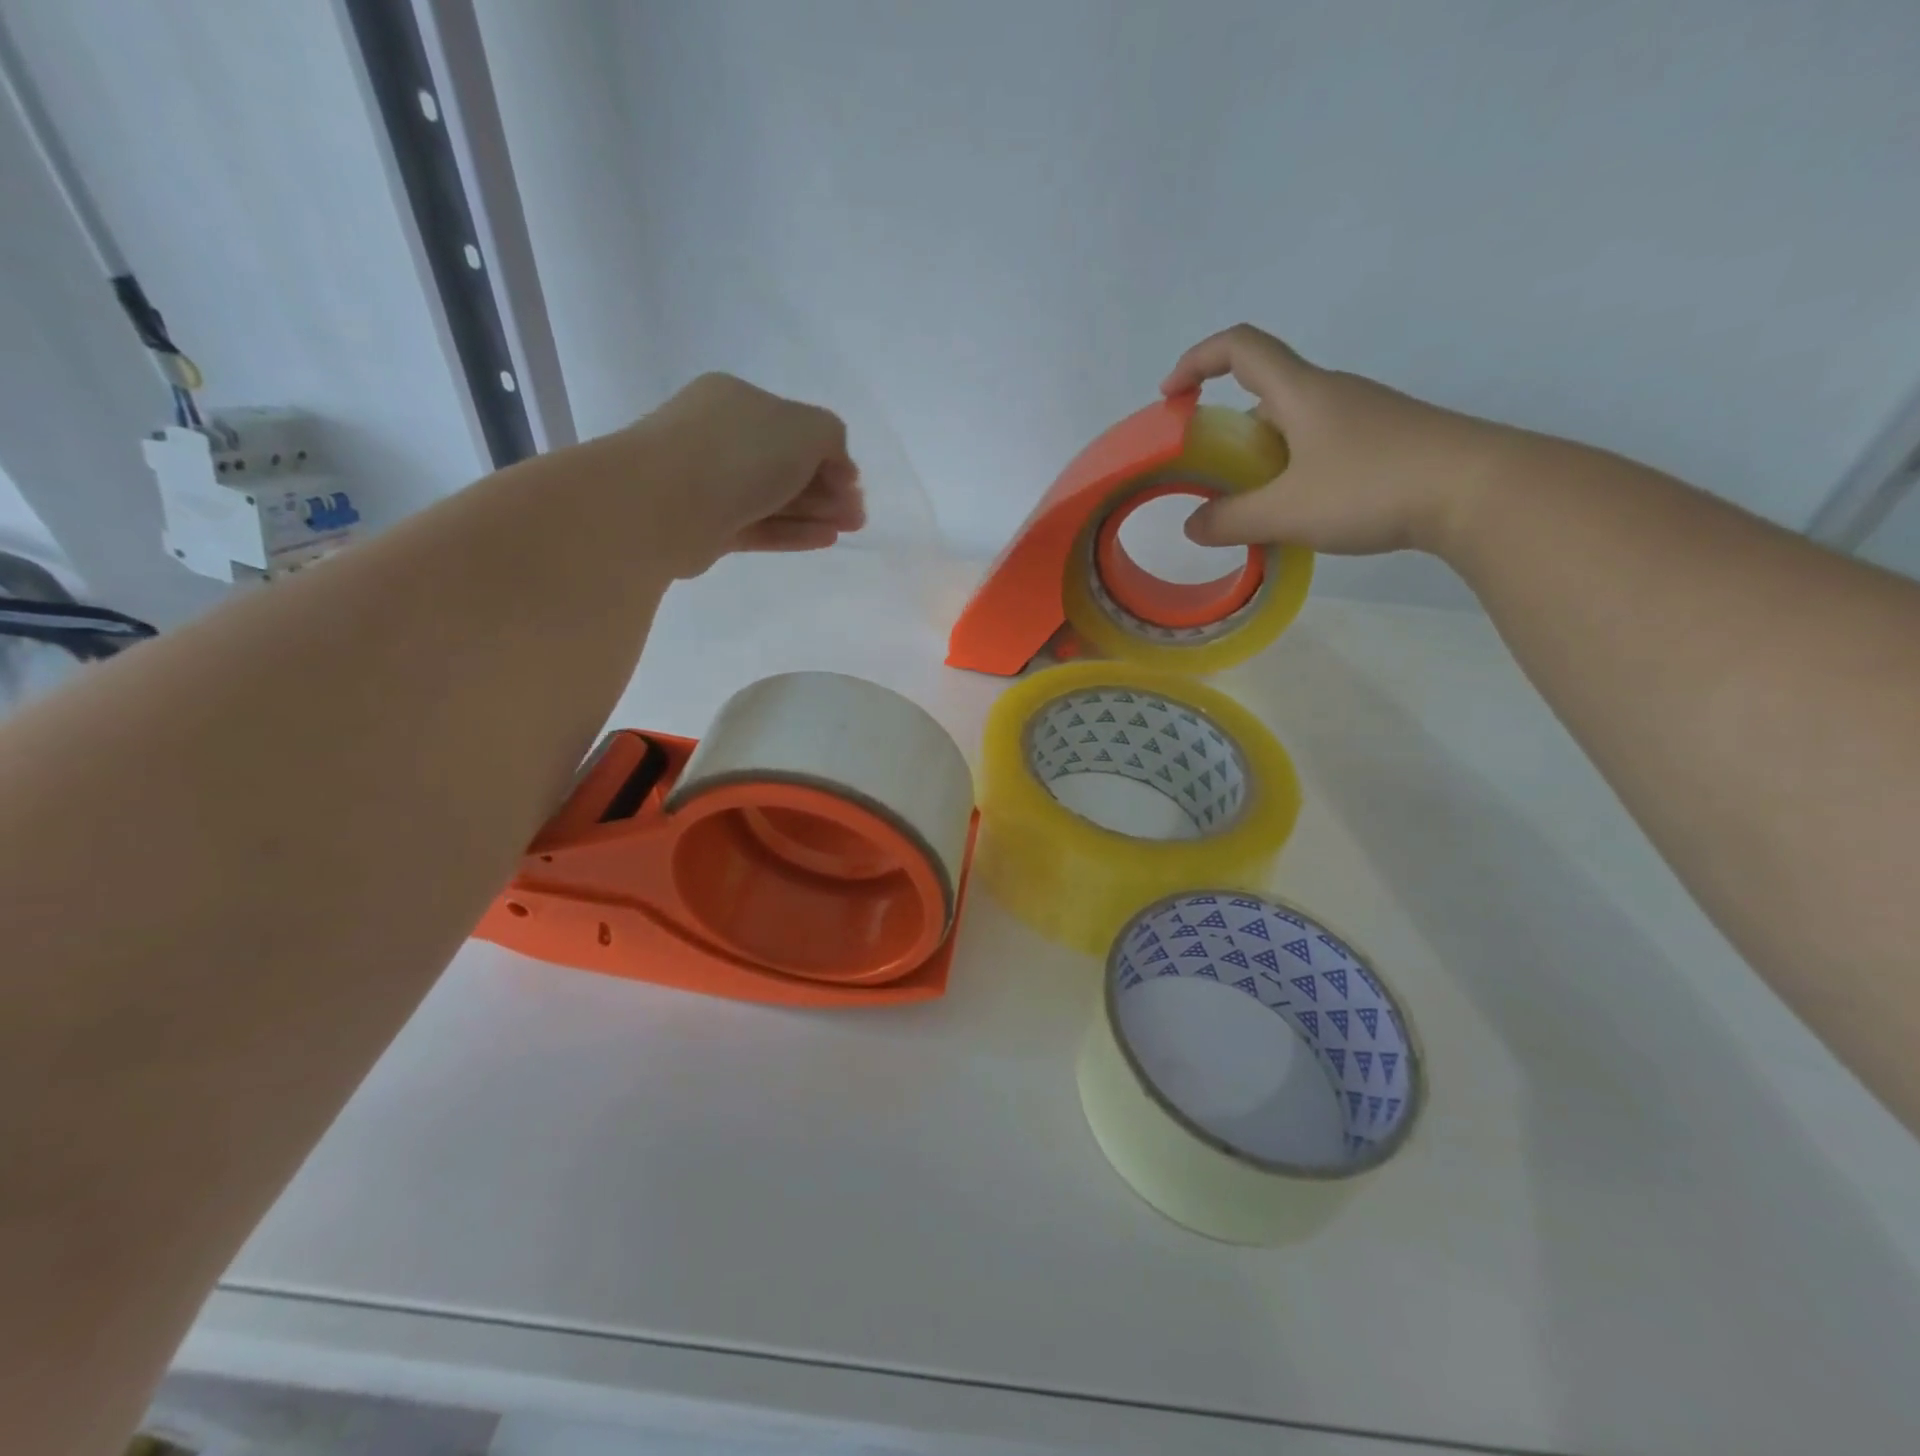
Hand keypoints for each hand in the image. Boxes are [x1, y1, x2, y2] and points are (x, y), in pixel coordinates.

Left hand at [635, 373, 864, 576]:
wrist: (664, 503)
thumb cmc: (738, 454)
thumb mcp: (804, 428)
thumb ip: (831, 436)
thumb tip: (836, 464)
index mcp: (737, 400)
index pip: (794, 426)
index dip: (830, 455)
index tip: (855, 485)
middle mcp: (720, 436)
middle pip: (785, 464)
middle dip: (827, 488)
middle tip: (856, 515)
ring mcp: (710, 483)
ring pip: (773, 497)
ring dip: (815, 512)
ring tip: (846, 530)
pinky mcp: (707, 526)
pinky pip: (759, 526)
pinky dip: (793, 532)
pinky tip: (824, 540)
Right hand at [1162, 325, 1523, 557]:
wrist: (1479, 491)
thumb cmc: (1371, 487)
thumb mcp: (1286, 511)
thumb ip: (1230, 520)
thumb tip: (1193, 526)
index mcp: (1301, 392)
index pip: (1240, 348)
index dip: (1197, 361)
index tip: (1171, 396)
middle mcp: (1330, 393)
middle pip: (1263, 393)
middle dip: (1227, 430)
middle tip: (1212, 477)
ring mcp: (1362, 416)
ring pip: (1293, 425)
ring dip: (1261, 457)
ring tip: (1253, 508)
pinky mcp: (1384, 441)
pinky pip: (1320, 445)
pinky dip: (1293, 470)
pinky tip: (1299, 512)